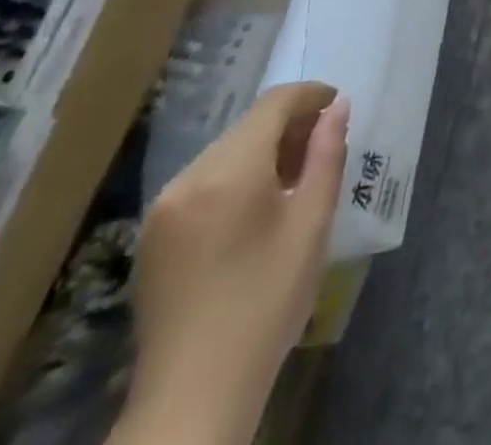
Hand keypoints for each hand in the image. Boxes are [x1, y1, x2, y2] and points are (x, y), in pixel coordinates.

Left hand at [123, 83, 347, 444]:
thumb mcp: (311, 224)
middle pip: (247, 126)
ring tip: (295, 179)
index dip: (310, 95)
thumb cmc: (266, 301)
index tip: (338, 107)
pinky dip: (236, 177)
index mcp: (229, 171)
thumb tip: (338, 108)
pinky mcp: (153, 235)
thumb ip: (327, 156)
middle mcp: (189, 177)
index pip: (273, 104)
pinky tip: (257, 208)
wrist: (194, 394)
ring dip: (263, 151)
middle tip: (324, 147)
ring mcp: (164, 207)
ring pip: (225, 152)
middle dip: (289, 125)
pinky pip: (203, 181)